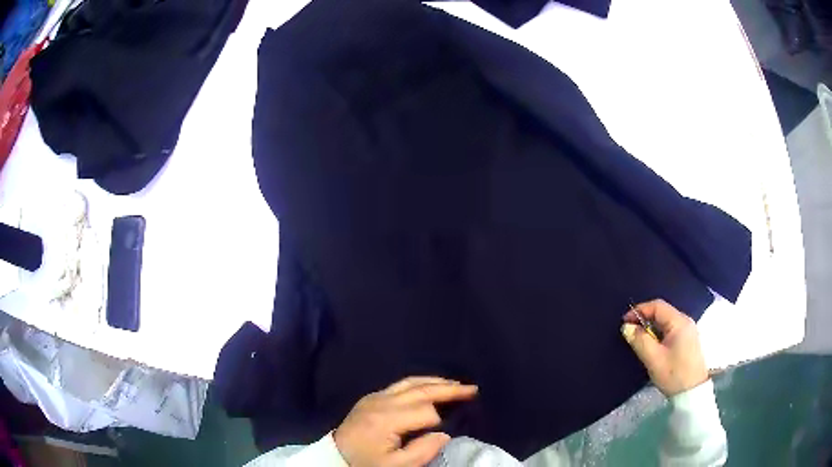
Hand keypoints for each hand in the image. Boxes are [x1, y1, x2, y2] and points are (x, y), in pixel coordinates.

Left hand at [333, 376, 478, 466]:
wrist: (335, 456)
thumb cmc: (365, 463)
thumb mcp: (395, 466)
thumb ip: (422, 451)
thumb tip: (444, 434)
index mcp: (386, 419)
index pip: (425, 412)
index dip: (439, 421)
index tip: (444, 433)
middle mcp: (381, 401)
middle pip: (420, 390)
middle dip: (448, 388)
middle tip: (472, 388)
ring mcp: (374, 396)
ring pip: (410, 382)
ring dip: (435, 382)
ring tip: (456, 384)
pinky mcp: (371, 397)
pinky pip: (400, 384)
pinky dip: (420, 383)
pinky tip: (430, 387)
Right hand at [621, 299, 707, 395]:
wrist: (692, 392)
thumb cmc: (673, 374)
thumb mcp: (653, 359)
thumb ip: (639, 340)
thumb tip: (627, 327)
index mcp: (679, 322)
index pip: (657, 306)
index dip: (639, 310)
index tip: (624, 322)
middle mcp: (685, 321)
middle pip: (662, 312)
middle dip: (645, 318)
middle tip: (630, 331)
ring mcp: (688, 330)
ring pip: (666, 321)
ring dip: (651, 327)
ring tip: (639, 339)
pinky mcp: (688, 340)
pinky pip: (670, 329)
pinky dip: (659, 333)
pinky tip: (653, 345)